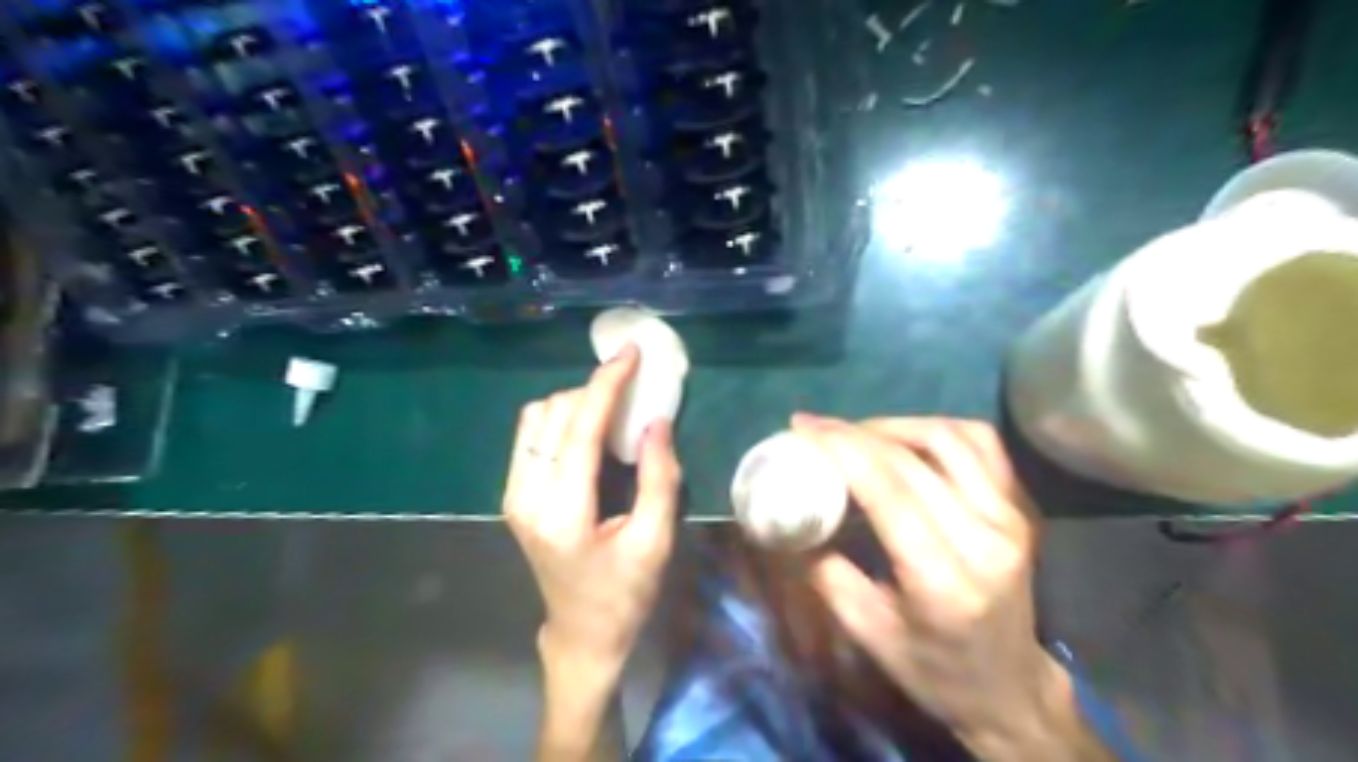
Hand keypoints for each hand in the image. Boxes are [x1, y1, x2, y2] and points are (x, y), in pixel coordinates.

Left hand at [504, 346, 683, 671]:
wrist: (582, 634)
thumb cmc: (624, 594)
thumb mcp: (655, 540)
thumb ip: (659, 477)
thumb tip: (657, 420)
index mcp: (562, 511)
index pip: (579, 428)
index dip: (606, 384)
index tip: (629, 353)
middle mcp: (525, 495)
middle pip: (553, 413)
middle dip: (594, 391)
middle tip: (633, 390)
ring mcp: (513, 494)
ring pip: (536, 418)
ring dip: (575, 402)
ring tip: (613, 409)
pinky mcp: (513, 494)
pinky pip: (531, 434)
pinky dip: (561, 418)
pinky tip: (588, 429)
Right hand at [799, 418, 1101, 760]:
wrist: (1009, 686)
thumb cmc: (933, 668)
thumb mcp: (866, 631)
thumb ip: (825, 571)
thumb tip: (789, 519)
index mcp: (944, 580)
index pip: (889, 491)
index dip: (842, 449)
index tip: (802, 428)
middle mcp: (986, 538)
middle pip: (913, 460)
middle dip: (854, 434)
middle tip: (815, 427)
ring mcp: (1011, 517)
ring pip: (949, 439)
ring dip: (894, 425)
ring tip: (855, 433)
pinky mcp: (1019, 506)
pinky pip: (981, 443)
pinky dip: (936, 428)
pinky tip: (906, 437)